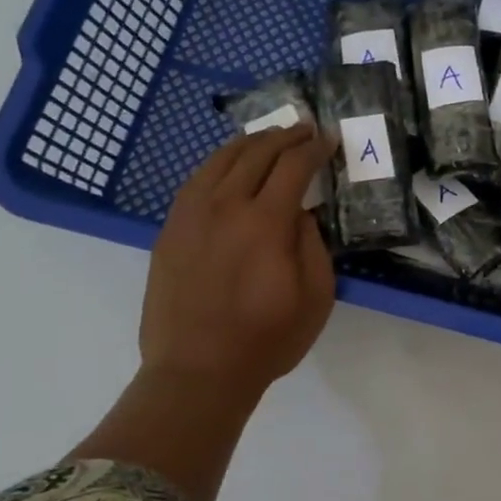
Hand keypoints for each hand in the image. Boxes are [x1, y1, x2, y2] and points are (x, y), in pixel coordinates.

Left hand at [139, 124, 335, 394]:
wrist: (198, 372)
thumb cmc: (267, 339)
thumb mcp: (316, 296)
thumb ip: (313, 245)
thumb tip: (302, 214)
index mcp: (265, 223)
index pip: (293, 166)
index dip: (315, 148)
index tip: (330, 138)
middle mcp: (225, 207)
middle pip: (256, 154)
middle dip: (285, 136)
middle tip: (305, 129)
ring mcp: (190, 216)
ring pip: (219, 160)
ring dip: (249, 142)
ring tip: (268, 137)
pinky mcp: (170, 231)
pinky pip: (194, 182)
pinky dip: (216, 163)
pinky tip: (227, 166)